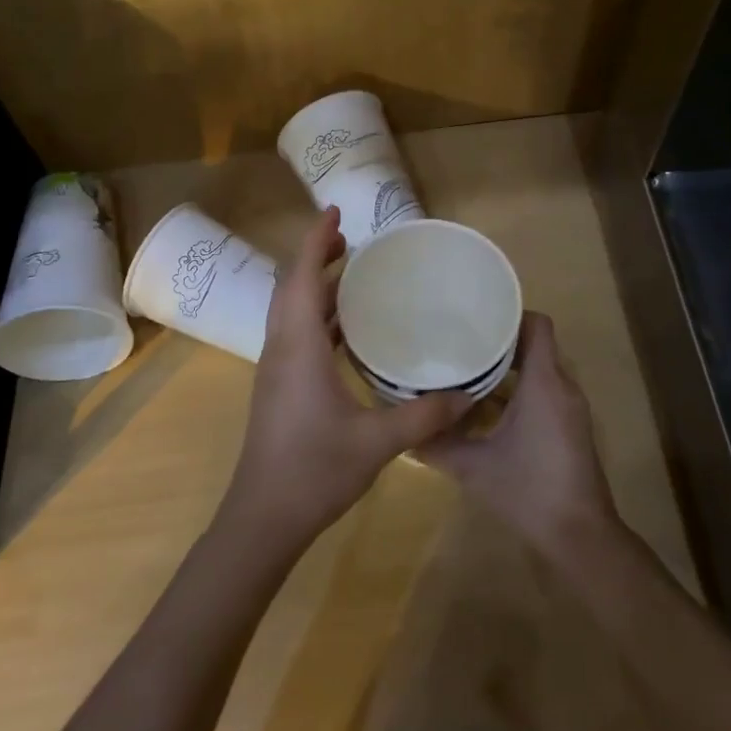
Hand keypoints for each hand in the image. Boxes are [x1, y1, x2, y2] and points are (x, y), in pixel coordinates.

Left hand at [218, 207, 472, 553]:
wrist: (263, 517)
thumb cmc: (314, 470)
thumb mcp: (377, 442)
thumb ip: (423, 417)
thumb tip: (467, 395)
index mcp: (298, 347)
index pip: (302, 278)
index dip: (316, 240)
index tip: (335, 213)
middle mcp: (281, 348)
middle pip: (292, 287)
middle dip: (316, 256)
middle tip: (352, 239)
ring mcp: (275, 369)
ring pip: (290, 310)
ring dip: (315, 285)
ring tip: (351, 273)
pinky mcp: (278, 387)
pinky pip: (294, 333)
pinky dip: (316, 316)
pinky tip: (345, 329)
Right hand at [419, 312, 621, 561]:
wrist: (579, 536)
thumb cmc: (528, 490)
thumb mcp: (473, 467)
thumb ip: (437, 445)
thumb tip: (404, 431)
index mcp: (544, 382)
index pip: (536, 324)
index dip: (509, 316)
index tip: (475, 319)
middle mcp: (562, 387)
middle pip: (535, 346)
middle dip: (499, 343)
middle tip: (459, 343)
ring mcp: (569, 410)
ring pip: (539, 372)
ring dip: (507, 370)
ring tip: (466, 370)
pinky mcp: (569, 429)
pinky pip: (544, 394)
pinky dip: (517, 392)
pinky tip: (485, 409)